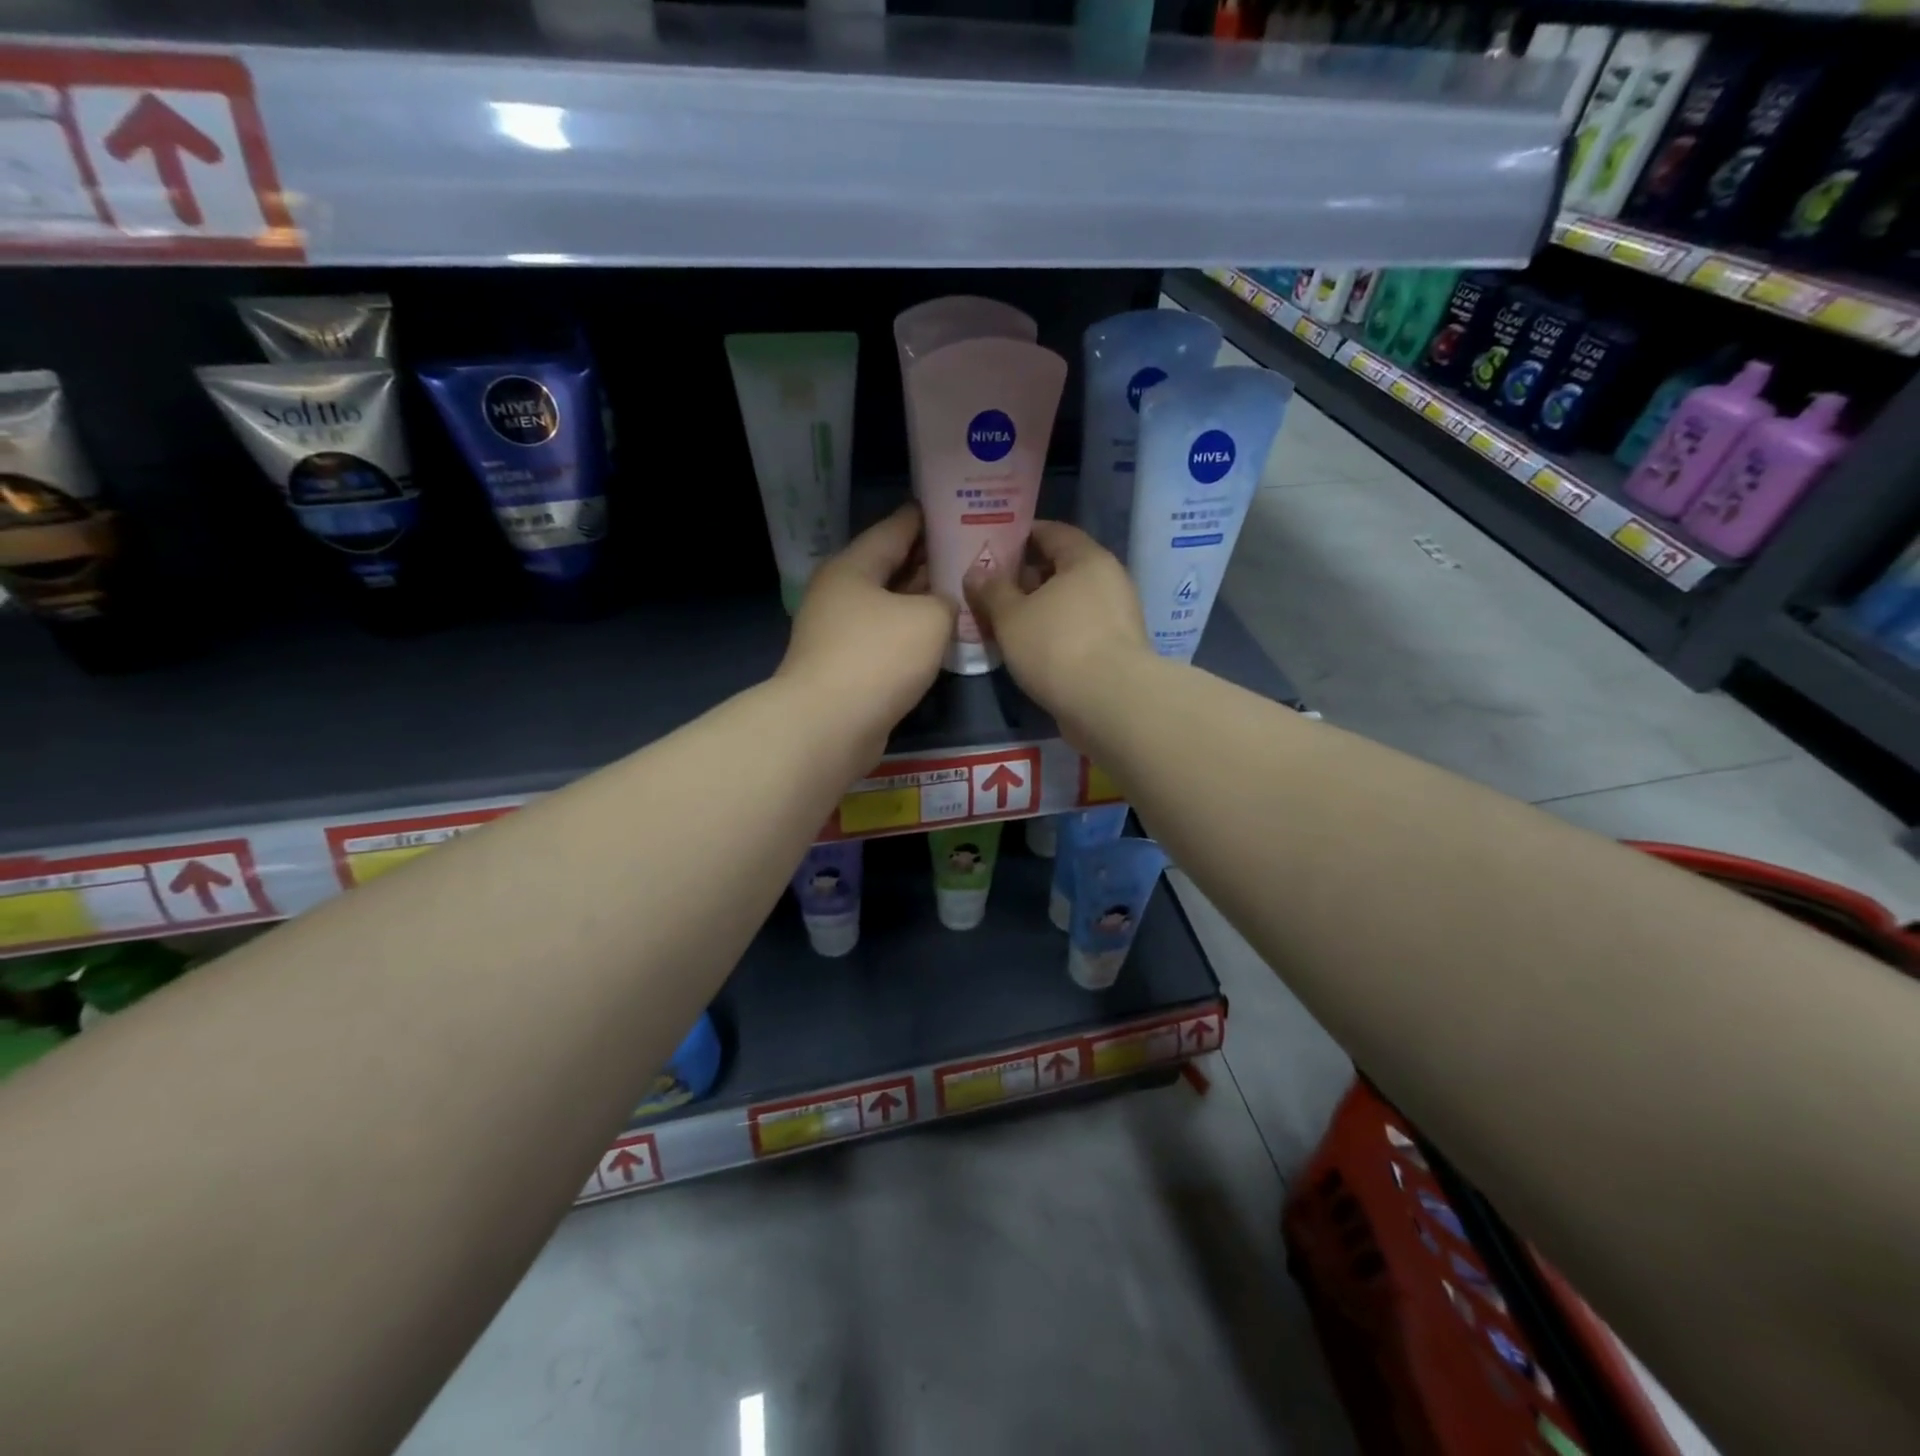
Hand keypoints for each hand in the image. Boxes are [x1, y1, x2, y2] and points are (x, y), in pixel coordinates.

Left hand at [780, 503, 955, 761]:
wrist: (829, 726)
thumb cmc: (878, 658)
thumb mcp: (929, 619)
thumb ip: (946, 601)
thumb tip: (941, 605)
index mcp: (853, 566)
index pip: (895, 528)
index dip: (928, 516)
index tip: (958, 507)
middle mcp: (841, 593)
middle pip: (891, 566)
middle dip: (929, 560)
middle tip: (971, 552)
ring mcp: (839, 632)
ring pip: (890, 605)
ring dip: (922, 600)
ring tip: (963, 592)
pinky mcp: (846, 666)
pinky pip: (886, 638)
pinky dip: (912, 633)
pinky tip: (941, 637)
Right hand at [964, 521, 1149, 731]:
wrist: (1109, 703)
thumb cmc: (1057, 646)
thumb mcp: (1011, 616)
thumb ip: (991, 591)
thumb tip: (976, 572)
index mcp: (1087, 559)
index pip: (1052, 532)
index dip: (1021, 536)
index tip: (993, 547)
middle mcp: (1109, 580)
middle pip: (1062, 568)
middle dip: (1027, 577)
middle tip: (992, 589)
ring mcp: (1117, 617)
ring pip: (1070, 603)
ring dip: (1040, 609)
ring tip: (1006, 622)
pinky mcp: (1117, 650)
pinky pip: (1079, 630)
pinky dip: (1055, 633)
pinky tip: (1031, 649)